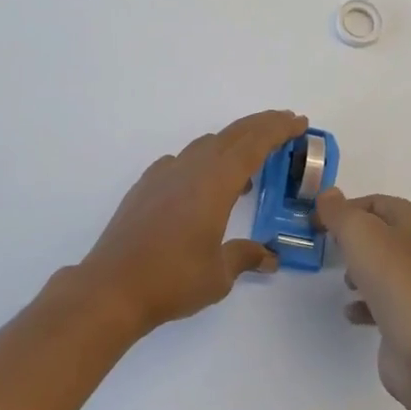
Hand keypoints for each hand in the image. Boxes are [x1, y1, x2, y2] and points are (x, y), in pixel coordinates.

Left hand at [77, 110, 303, 334]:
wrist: (112, 287)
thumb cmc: (172, 280)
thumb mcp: (219, 275)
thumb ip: (245, 257)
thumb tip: (269, 257)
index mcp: (215, 182)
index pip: (254, 144)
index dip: (278, 130)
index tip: (298, 122)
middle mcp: (191, 168)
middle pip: (232, 135)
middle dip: (261, 126)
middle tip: (285, 124)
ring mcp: (165, 174)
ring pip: (206, 145)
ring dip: (232, 143)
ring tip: (250, 164)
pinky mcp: (146, 186)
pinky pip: (183, 160)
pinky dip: (203, 161)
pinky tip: (203, 184)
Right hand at [315, 188, 410, 405]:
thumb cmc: (396, 282)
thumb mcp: (360, 234)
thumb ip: (340, 212)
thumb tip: (328, 195)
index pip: (377, 203)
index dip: (345, 210)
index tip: (318, 225)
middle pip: (382, 234)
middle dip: (354, 241)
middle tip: (333, 251)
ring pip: (384, 267)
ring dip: (360, 271)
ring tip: (346, 283)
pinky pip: (386, 301)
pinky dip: (366, 302)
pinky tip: (352, 312)